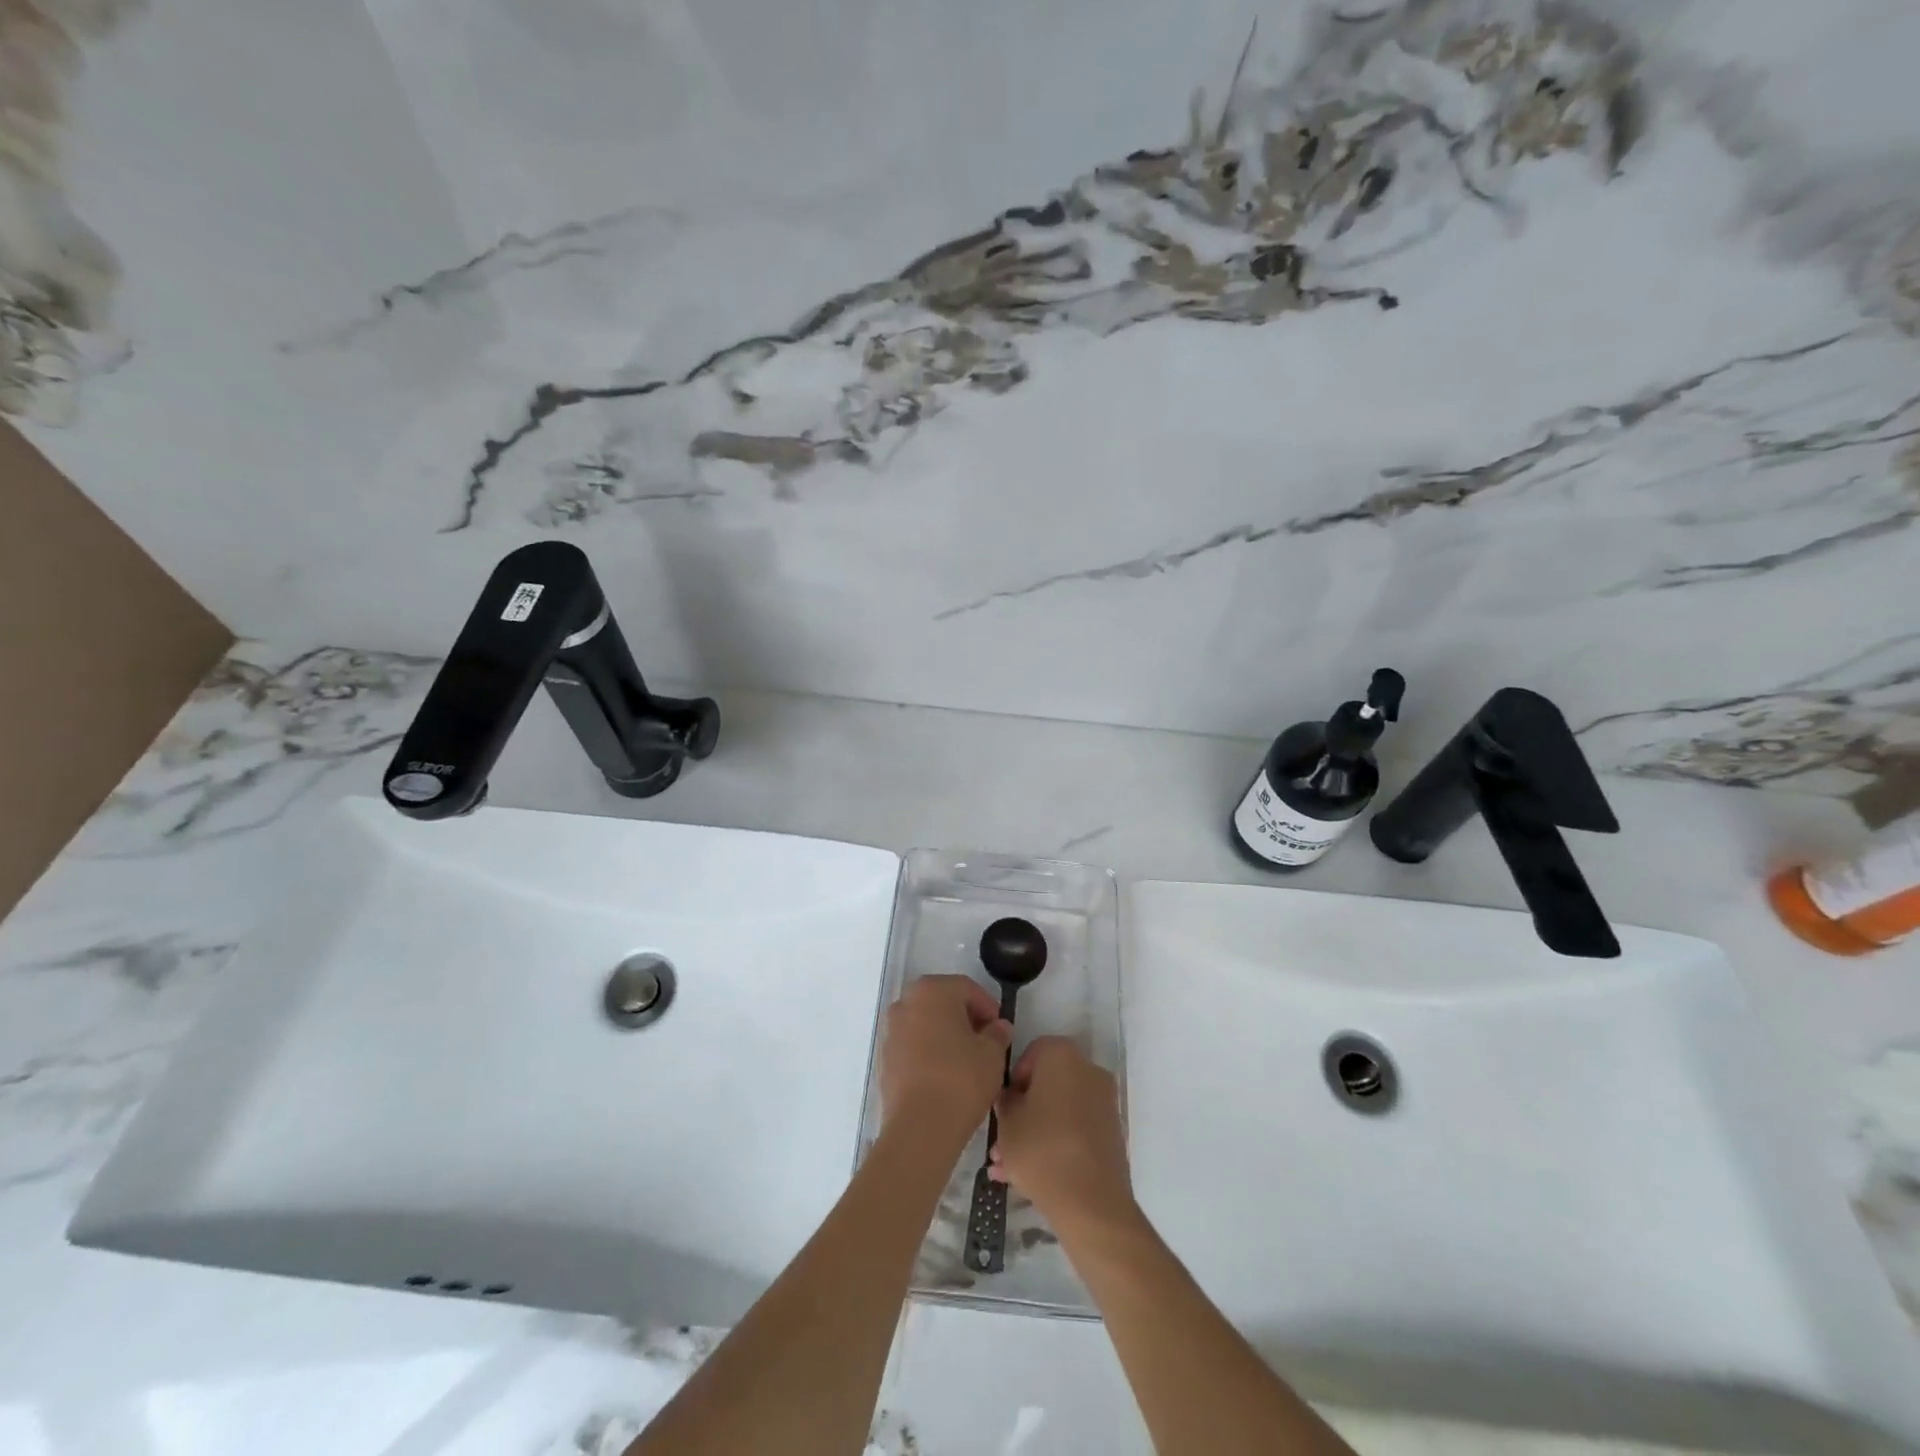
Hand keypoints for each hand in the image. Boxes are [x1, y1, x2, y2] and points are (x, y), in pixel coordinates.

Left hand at [880, 975, 1012, 1144]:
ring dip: (946, 1035)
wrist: (920, 1127)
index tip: (1001, 1031)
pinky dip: (929, 1052)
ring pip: (926, 1024)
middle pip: (943, 1002)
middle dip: (966, 1019)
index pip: (967, 988)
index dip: (988, 1007)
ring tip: (967, 1062)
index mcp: (932, 990)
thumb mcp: (992, 1054)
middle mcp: (906, 1002)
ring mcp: (891, 1030)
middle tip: (986, 1043)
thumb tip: (998, 1027)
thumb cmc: (961, 1079)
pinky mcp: (884, 1058)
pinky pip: (913, 1045)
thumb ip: (997, 1033)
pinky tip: (945, 1076)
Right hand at [990, 1036, 1132, 1231]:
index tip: (1003, 1106)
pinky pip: (1075, 1129)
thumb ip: (1005, 1100)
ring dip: (1035, 1132)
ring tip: (1007, 1167)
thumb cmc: (1041, 1150)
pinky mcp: (1111, 1133)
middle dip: (1023, 1111)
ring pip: (1060, 1110)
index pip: (1032, 1052)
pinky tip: (1029, 1176)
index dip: (1013, 1078)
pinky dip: (1055, 1143)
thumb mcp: (1007, 1122)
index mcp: (1062, 1055)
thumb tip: (1012, 1097)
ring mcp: (1104, 1102)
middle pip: (1047, 1084)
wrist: (1091, 1204)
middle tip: (1001, 1141)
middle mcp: (1088, 1070)